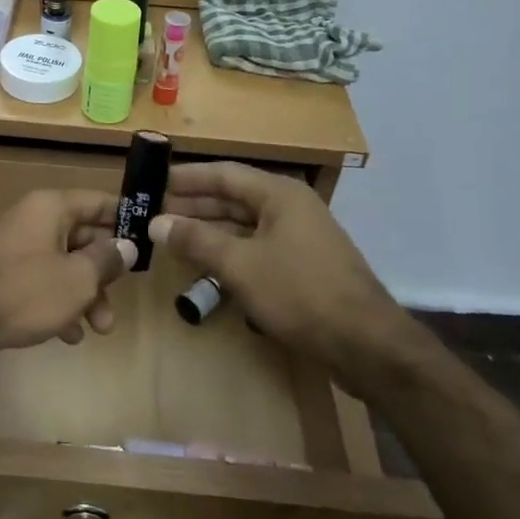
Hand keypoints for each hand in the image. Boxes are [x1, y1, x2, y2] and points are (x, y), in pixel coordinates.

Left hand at [0, 189, 134, 372]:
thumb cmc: (25, 292)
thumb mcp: (77, 279)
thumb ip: (106, 260)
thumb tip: (126, 246)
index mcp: (50, 207)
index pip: (97, 201)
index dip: (124, 219)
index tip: (148, 237)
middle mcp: (32, 218)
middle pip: (81, 237)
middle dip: (103, 272)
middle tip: (119, 302)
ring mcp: (14, 246)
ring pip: (63, 263)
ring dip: (84, 294)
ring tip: (98, 329)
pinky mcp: (2, 273)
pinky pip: (41, 281)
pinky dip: (58, 302)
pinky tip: (67, 335)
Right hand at [148, 163, 422, 382]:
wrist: (367, 345)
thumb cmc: (300, 293)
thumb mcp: (240, 265)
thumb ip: (197, 240)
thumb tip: (156, 223)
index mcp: (279, 194)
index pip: (223, 173)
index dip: (187, 177)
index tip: (153, 181)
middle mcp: (290, 207)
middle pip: (233, 197)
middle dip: (194, 205)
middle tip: (154, 211)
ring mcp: (299, 237)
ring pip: (244, 224)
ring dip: (209, 230)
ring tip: (172, 237)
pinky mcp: (303, 265)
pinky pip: (257, 247)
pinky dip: (230, 251)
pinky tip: (206, 264)